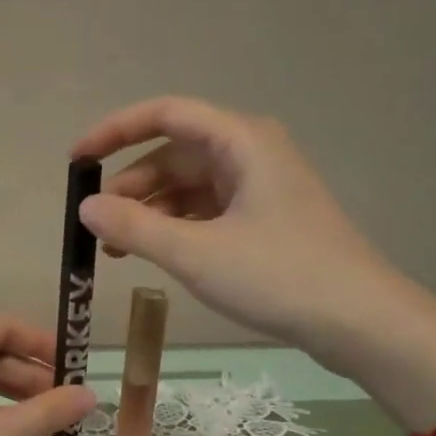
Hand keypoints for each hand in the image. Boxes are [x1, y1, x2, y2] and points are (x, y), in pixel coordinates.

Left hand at [0, 315, 97, 435]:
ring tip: (39, 416)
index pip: (2, 327)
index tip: (70, 366)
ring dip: (5, 391)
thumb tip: (91, 396)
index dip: (41, 344)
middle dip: (26, 374)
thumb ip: (47, 411)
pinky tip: (2, 424)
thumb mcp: (0, 431)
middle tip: (61, 400)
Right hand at [72, 96, 414, 373]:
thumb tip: (85, 208)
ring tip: (119, 251)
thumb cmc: (279, 276)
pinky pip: (206, 209)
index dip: (114, 132)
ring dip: (150, 211)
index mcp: (241, 141)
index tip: (76, 162)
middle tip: (98, 225)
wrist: (359, 321)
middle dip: (131, 185)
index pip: (165, 114)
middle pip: (174, 153)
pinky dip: (175, 226)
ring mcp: (260, 187)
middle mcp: (251, 152)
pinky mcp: (264, 219)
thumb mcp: (196, 253)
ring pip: (188, 184)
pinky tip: (156, 254)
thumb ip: (135, 228)